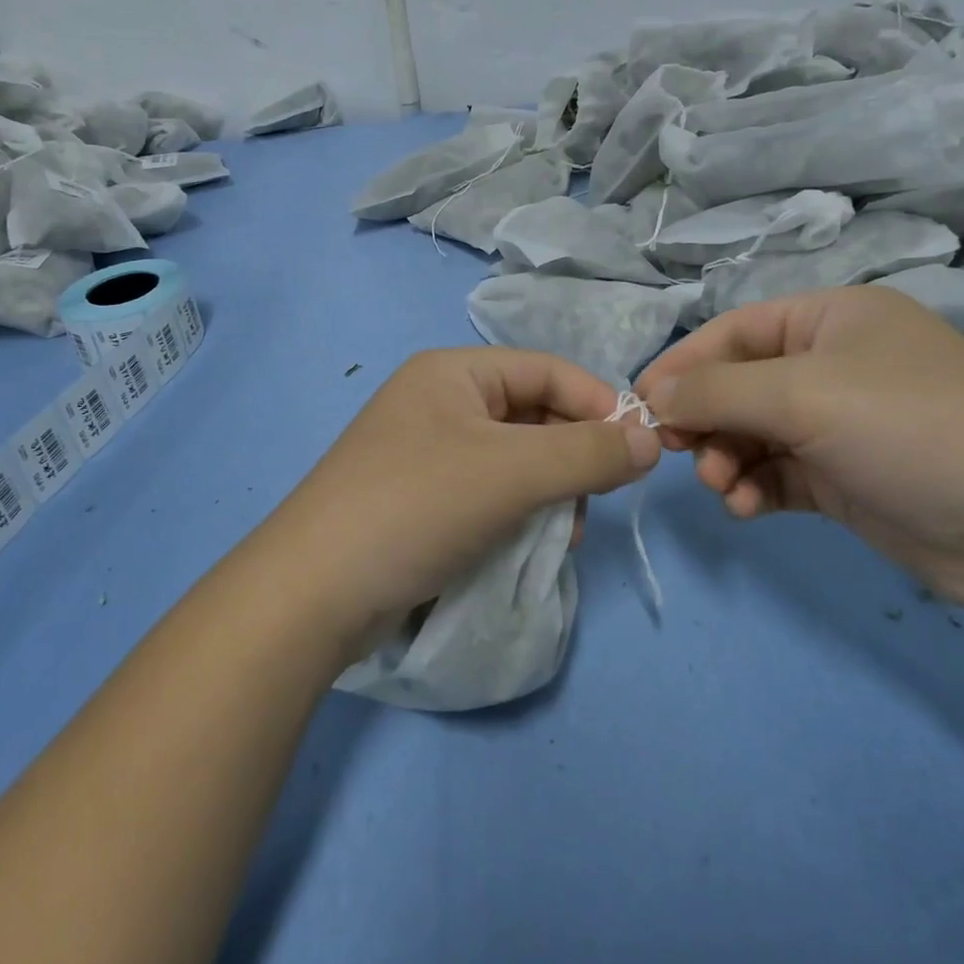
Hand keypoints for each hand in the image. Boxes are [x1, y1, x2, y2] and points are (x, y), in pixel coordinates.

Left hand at [259, 348, 659, 646]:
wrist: (313, 593)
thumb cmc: (416, 506)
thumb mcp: (511, 473)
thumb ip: (587, 453)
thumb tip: (650, 440)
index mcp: (453, 373)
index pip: (547, 370)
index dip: (598, 403)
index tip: (638, 449)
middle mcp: (439, 403)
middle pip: (532, 414)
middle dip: (571, 456)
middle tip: (594, 501)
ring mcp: (427, 453)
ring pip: (515, 459)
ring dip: (548, 491)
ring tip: (561, 534)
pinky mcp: (421, 500)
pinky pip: (489, 492)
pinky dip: (517, 513)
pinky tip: (529, 547)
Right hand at [635, 286, 963, 611]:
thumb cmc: (910, 429)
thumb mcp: (802, 395)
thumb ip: (715, 390)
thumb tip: (652, 394)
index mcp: (834, 319)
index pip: (736, 330)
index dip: (684, 362)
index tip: (640, 400)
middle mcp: (837, 364)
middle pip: (742, 384)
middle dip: (706, 418)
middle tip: (676, 450)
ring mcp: (844, 424)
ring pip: (755, 433)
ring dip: (727, 457)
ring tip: (721, 486)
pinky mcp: (849, 478)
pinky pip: (779, 473)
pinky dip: (754, 487)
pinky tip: (745, 507)